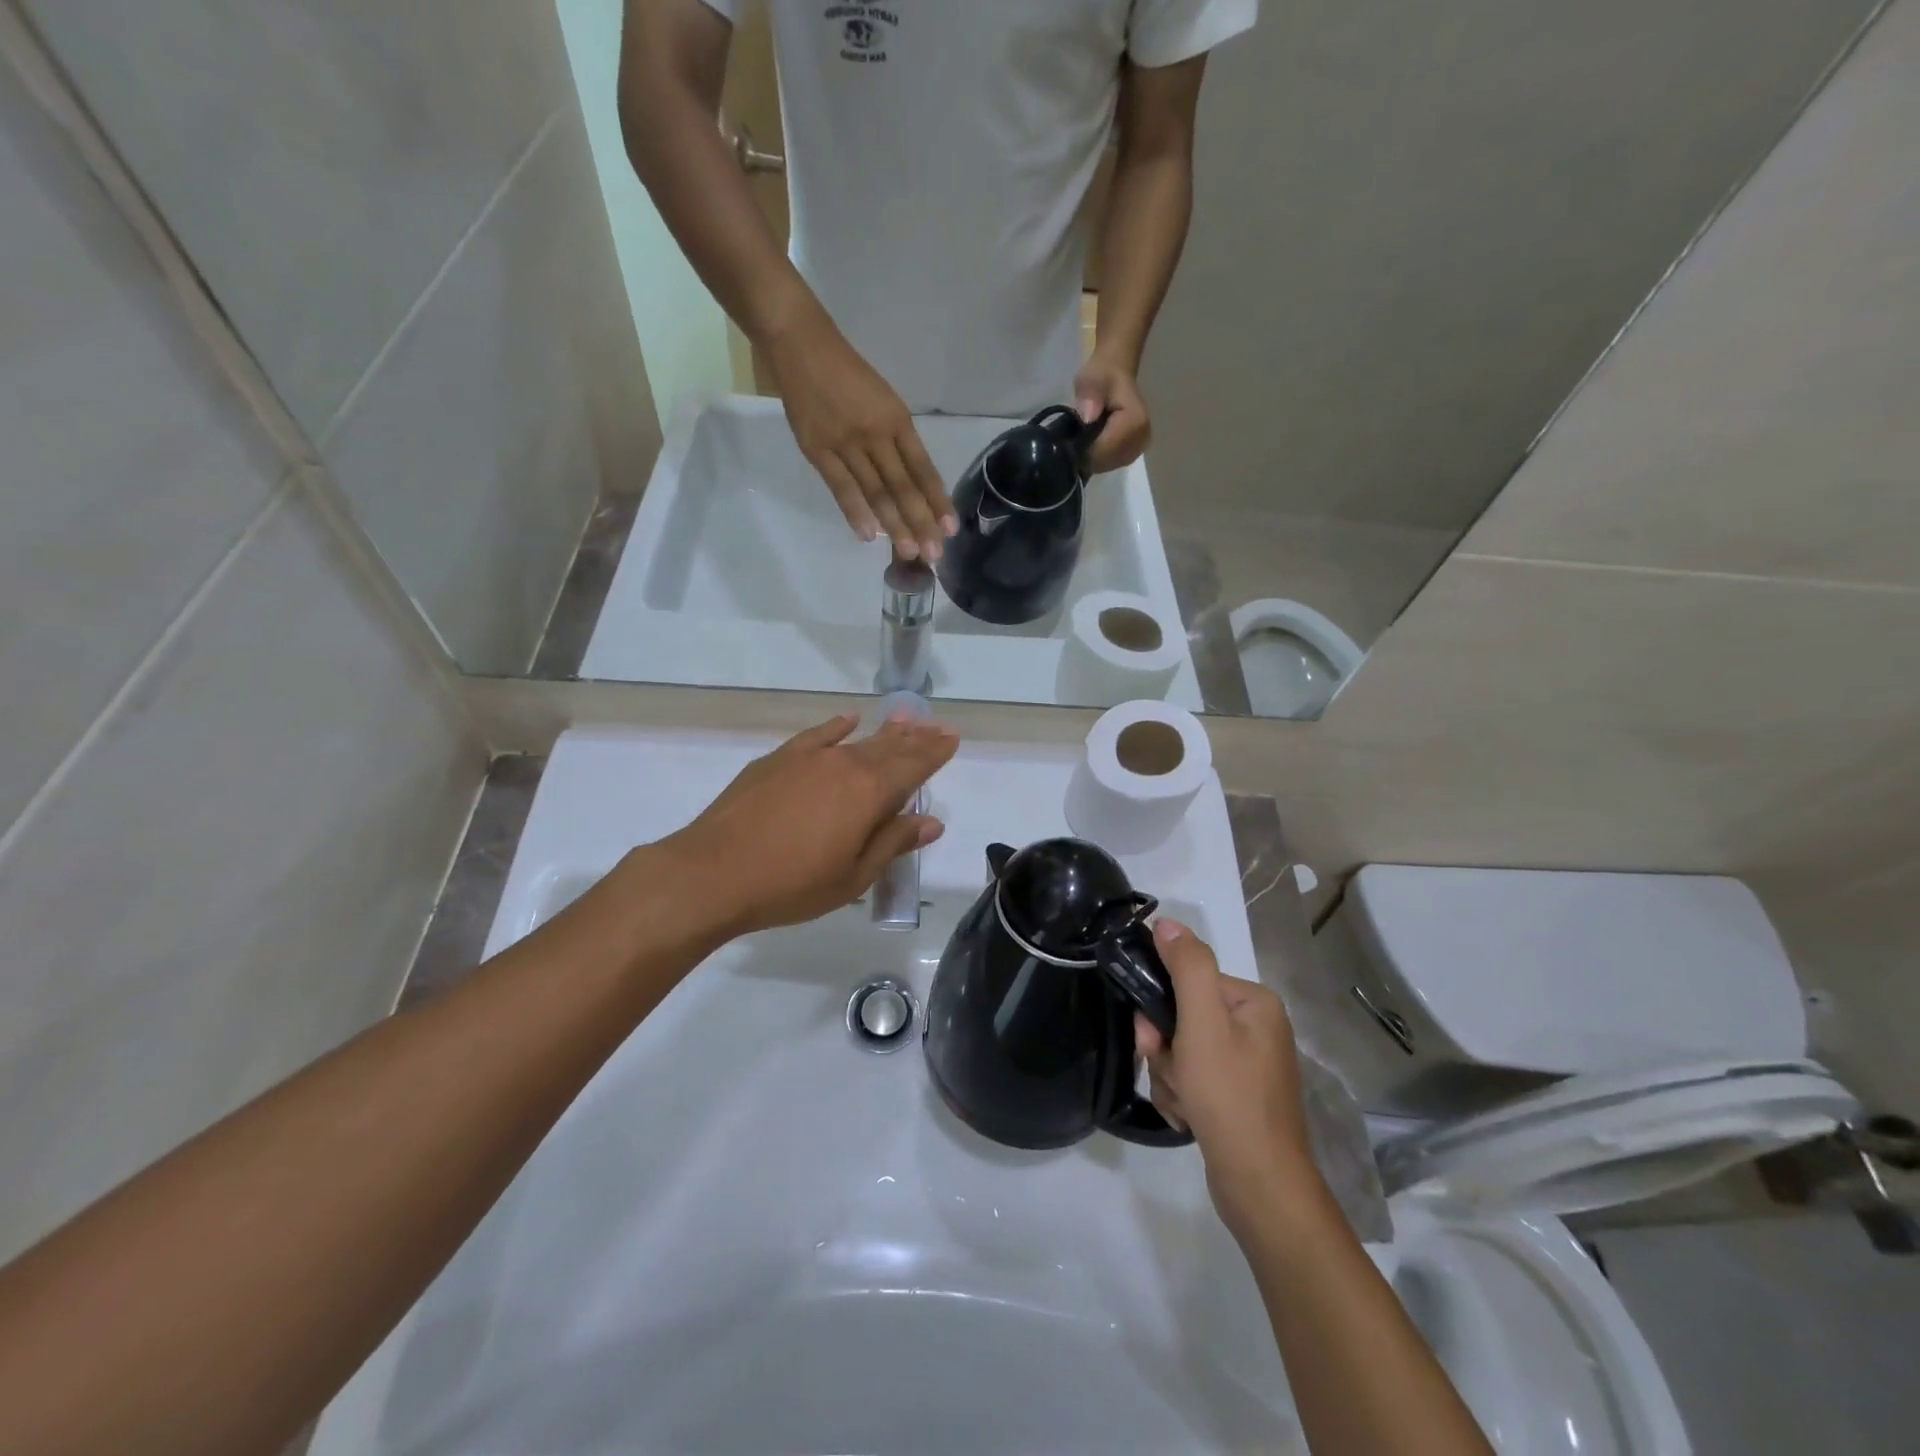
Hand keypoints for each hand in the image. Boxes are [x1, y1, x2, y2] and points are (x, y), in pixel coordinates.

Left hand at [663, 712, 957, 937]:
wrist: (714, 873)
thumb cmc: (792, 885)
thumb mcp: (854, 876)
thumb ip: (893, 842)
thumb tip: (931, 821)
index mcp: (869, 794)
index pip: (913, 767)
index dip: (935, 753)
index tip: (952, 739)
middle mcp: (844, 765)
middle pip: (889, 748)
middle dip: (916, 739)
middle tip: (937, 727)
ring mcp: (808, 758)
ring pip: (857, 740)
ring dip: (884, 731)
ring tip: (905, 720)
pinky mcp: (777, 760)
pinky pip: (817, 735)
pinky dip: (836, 727)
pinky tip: (848, 720)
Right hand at [763, 308, 956, 560]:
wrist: (801, 345)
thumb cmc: (847, 373)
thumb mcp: (883, 400)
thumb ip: (896, 440)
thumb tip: (913, 484)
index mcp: (897, 420)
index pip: (923, 468)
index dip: (937, 499)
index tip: (950, 528)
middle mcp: (876, 433)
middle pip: (903, 486)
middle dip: (921, 522)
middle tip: (934, 554)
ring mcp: (846, 443)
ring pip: (876, 491)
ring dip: (894, 525)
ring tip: (909, 553)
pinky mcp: (818, 450)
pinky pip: (841, 487)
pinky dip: (856, 512)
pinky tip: (869, 536)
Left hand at [1074, 350, 1151, 473]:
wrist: (1115, 376)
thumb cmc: (1102, 376)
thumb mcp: (1091, 378)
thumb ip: (1090, 395)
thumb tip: (1088, 417)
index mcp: (1135, 423)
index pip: (1104, 451)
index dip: (1082, 448)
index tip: (1069, 437)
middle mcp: (1141, 441)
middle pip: (1104, 462)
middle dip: (1085, 453)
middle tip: (1074, 435)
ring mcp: (1137, 451)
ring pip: (1104, 466)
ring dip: (1089, 456)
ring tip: (1082, 436)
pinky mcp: (1130, 455)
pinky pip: (1107, 464)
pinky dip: (1095, 457)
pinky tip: (1090, 443)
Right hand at [1134, 920, 1318, 1236]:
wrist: (1260, 1187)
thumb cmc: (1230, 1096)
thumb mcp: (1203, 1023)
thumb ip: (1187, 966)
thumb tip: (1167, 922)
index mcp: (1254, 1002)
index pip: (1189, 981)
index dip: (1162, 1008)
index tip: (1153, 1038)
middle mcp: (1256, 1027)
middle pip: (1183, 1016)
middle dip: (1166, 1047)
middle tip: (1171, 1073)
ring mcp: (1248, 1064)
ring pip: (1181, 1049)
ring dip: (1170, 1074)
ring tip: (1184, 1103)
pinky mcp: (1237, 1096)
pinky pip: (1193, 1077)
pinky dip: (1182, 1094)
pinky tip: (1189, 1117)